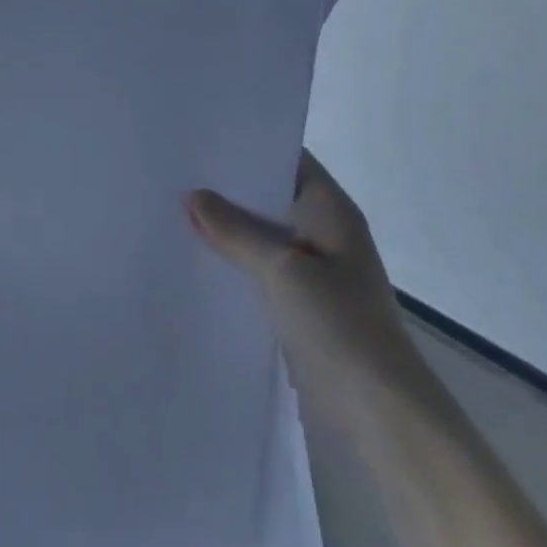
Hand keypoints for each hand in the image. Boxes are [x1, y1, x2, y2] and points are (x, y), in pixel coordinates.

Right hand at [187, 151, 422, 425]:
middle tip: (173, 173)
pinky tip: (192, 257)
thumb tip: (192, 195)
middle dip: (226, 188)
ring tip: (170, 210)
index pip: (289, 160)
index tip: (201, 140)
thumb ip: (236, 231)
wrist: (376, 406)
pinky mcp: (297, 302)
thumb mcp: (282, 269)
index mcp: (331, 212)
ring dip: (225, 227)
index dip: (249, 147)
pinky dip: (230, 260)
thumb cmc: (338, 323)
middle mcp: (322, 233)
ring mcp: (310, 270)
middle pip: (270, 197)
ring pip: (260, 235)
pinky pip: (257, 269)